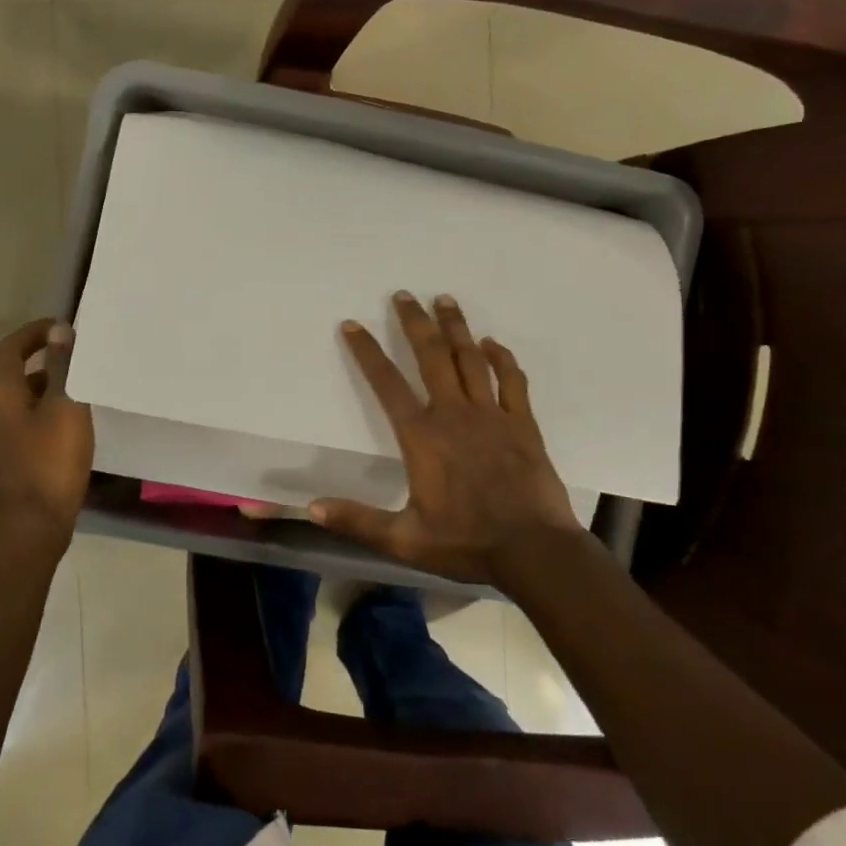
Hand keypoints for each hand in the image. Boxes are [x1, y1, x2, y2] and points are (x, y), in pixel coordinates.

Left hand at [0, 319, 93, 554]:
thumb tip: (59, 331)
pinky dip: (41, 417)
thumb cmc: (50, 462)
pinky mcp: (1, 466)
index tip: (61, 328)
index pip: (8, 348)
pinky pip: (20, 428)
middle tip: (76, 360)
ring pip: (17, 404)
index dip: (33, 333)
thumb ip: (62, 367)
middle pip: (11, 376)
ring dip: (43, 392)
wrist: (29, 530)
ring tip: (78, 393)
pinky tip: (66, 430)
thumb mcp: (65, 408)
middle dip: (43, 364)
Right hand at [310, 292, 582, 584]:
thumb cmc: (466, 542)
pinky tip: (493, 343)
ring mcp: (492, 415)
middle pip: (432, 356)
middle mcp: (454, 414)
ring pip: (471, 359)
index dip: (367, 351)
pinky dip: (502, 358)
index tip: (352, 324)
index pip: (387, 384)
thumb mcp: (404, 539)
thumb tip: (312, 507)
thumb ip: (357, 520)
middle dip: (415, 322)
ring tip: (445, 299)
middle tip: (404, 294)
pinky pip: (511, 380)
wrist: (534, 551)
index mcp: (422, 437)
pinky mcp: (523, 423)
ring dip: (456, 327)